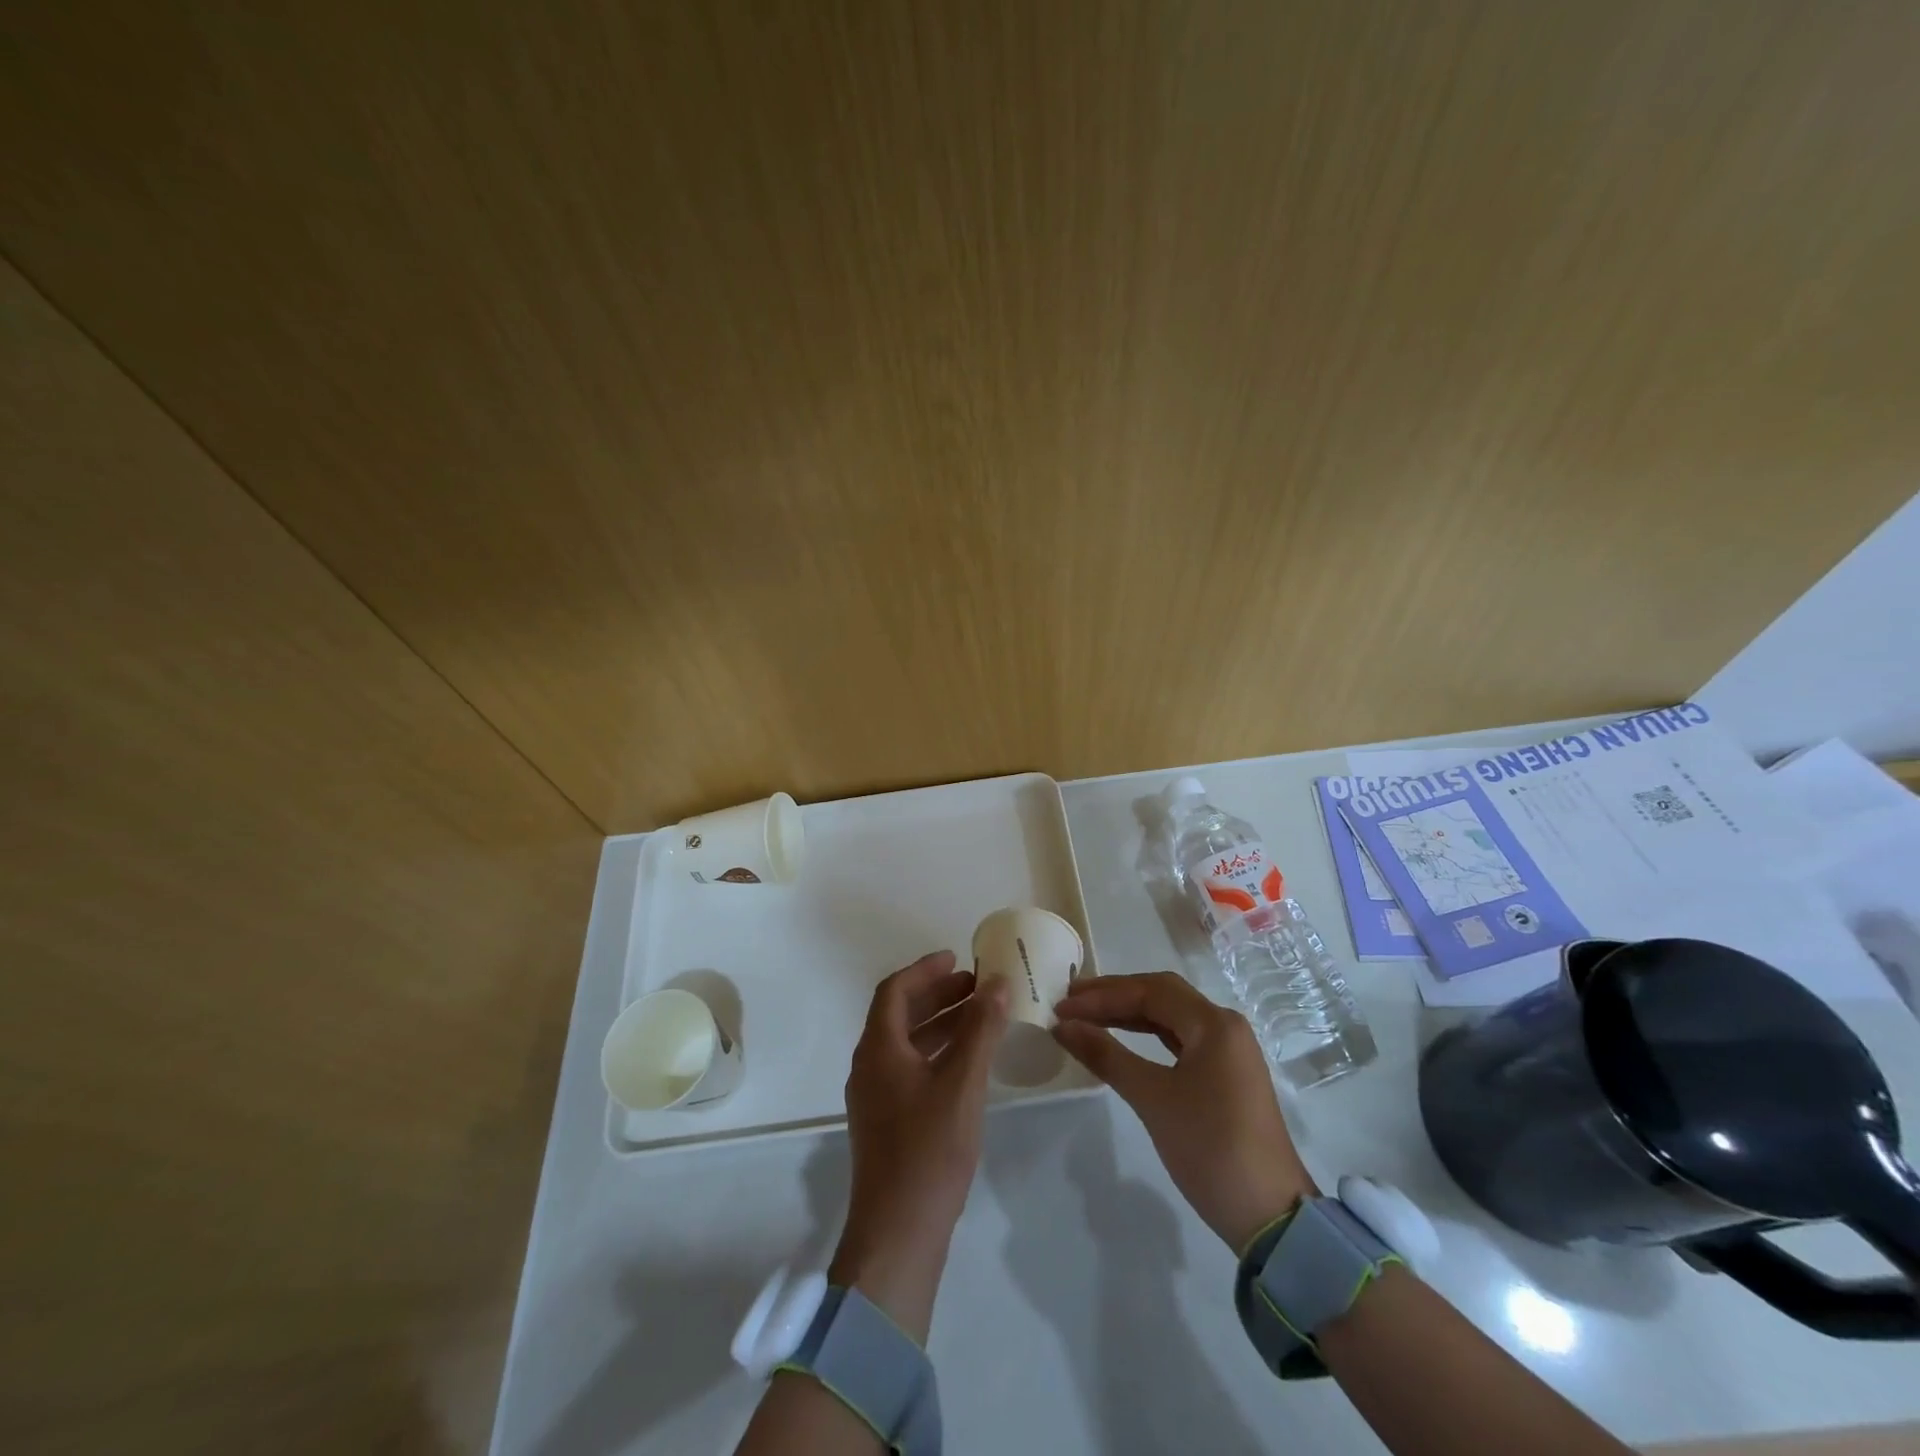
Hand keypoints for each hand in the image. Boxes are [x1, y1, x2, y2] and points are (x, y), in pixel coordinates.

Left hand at [830, 950, 1008, 1340]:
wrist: (898, 1234)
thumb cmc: (929, 1150)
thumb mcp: (962, 1083)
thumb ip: (980, 1030)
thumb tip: (997, 983)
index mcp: (878, 1049)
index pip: (894, 991)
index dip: (925, 970)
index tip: (958, 959)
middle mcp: (869, 1066)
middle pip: (899, 1015)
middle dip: (937, 995)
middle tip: (976, 987)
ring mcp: (875, 1097)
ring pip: (907, 1043)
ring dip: (940, 1024)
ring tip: (980, 1017)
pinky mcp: (886, 1122)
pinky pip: (910, 1069)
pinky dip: (937, 1053)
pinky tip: (968, 1063)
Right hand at [1052, 971, 1316, 1252]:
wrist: (1270, 1216)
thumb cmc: (1210, 1148)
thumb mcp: (1152, 1099)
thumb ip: (1106, 1055)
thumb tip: (1063, 1026)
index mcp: (1214, 1024)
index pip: (1149, 991)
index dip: (1102, 995)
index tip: (1063, 1007)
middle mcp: (1224, 1026)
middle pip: (1161, 995)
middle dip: (1114, 996)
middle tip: (1070, 1002)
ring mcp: (1227, 1051)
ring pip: (1170, 1017)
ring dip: (1128, 1014)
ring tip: (1087, 1017)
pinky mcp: (1225, 1074)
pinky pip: (1179, 1040)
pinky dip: (1146, 1035)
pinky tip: (1121, 1039)